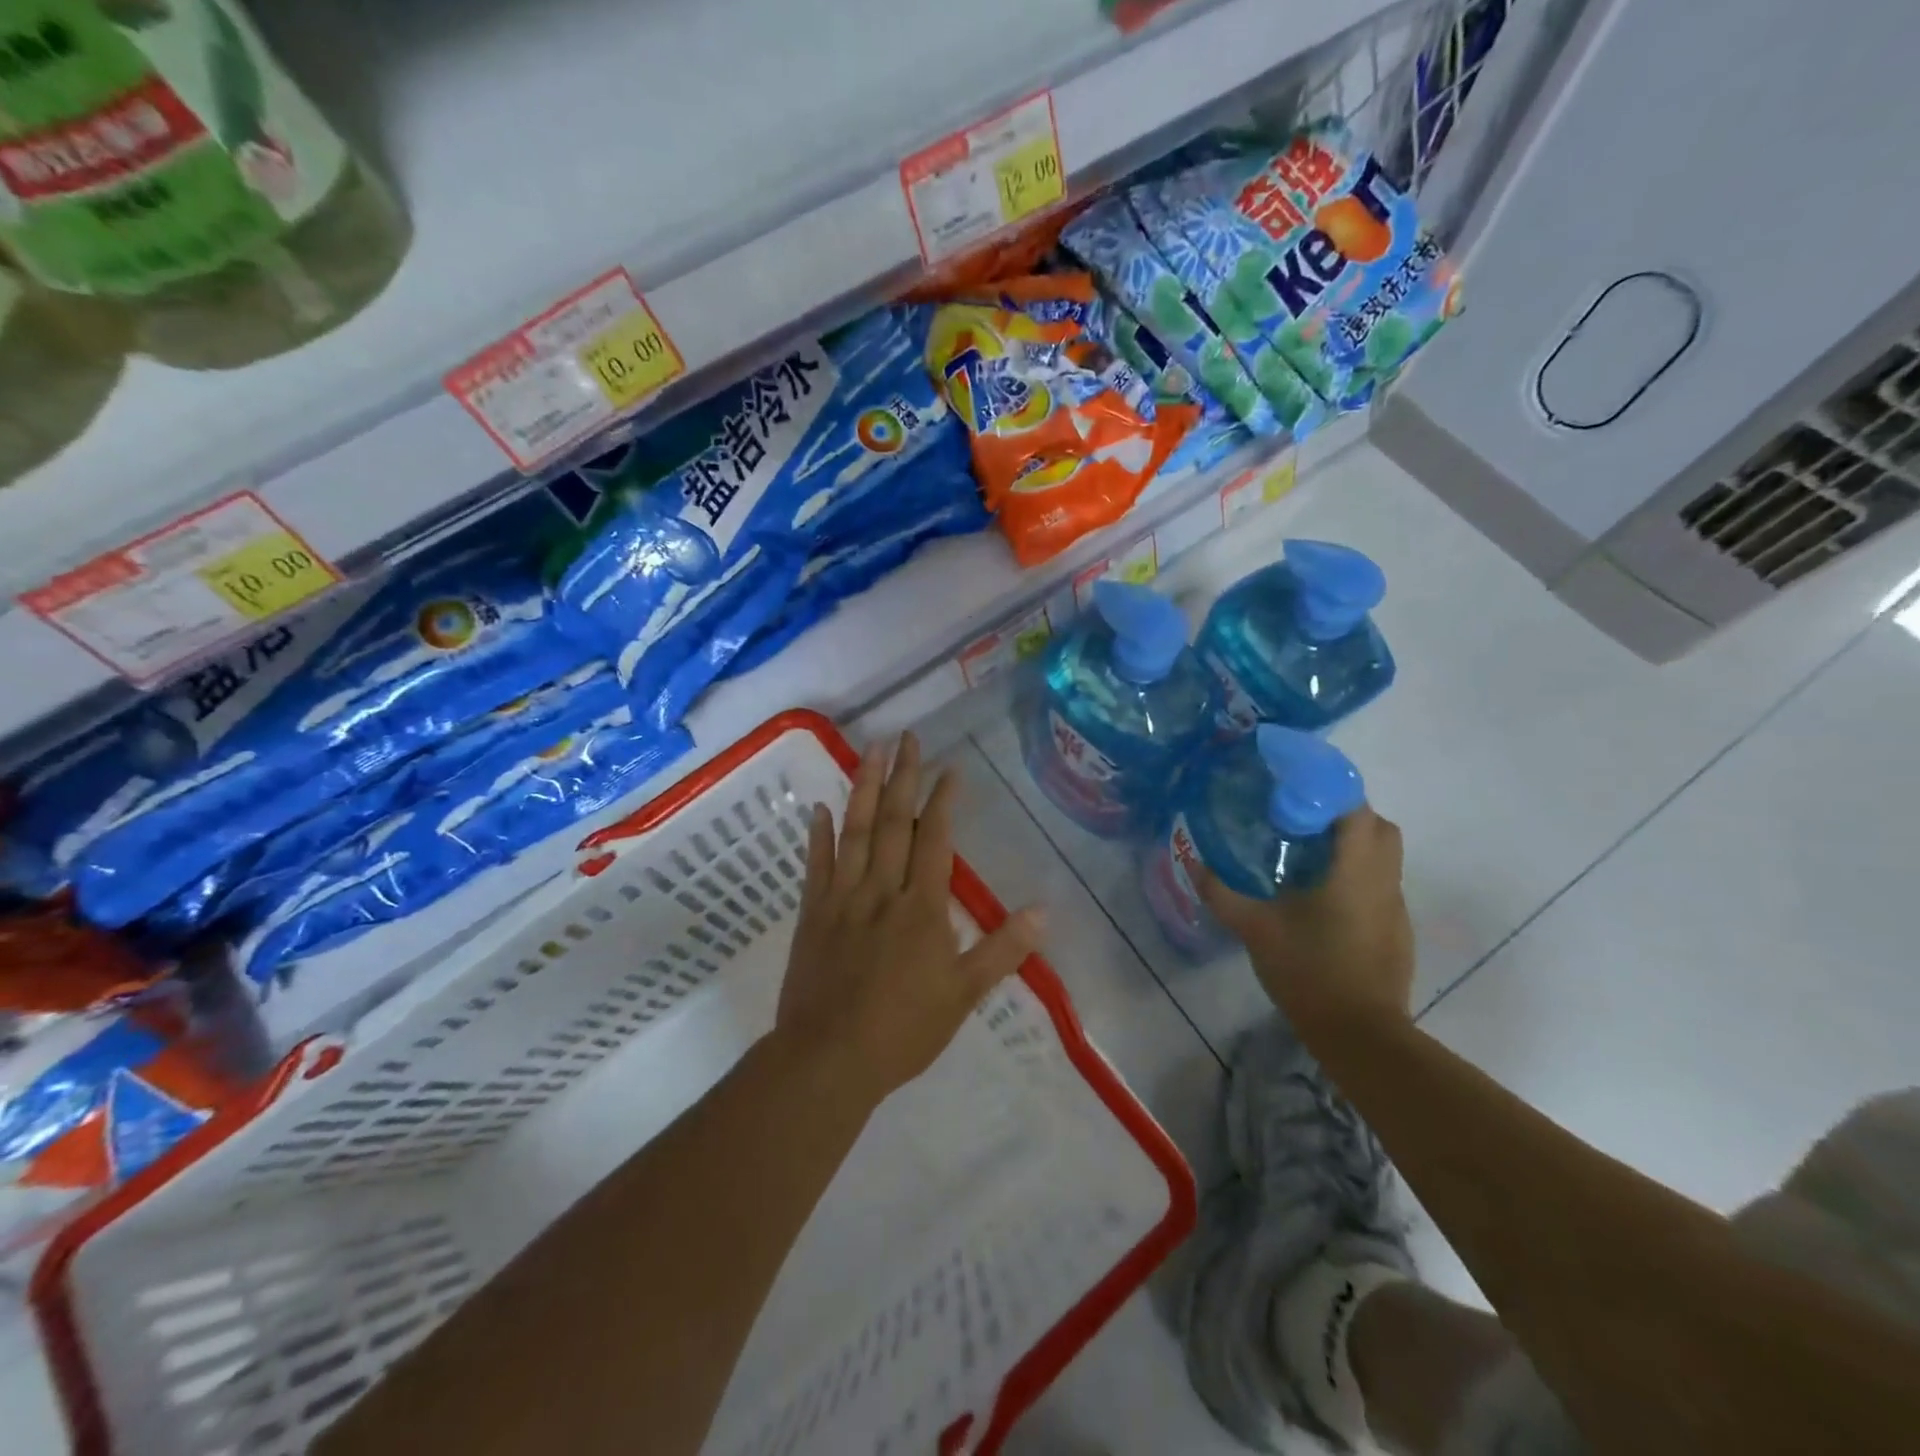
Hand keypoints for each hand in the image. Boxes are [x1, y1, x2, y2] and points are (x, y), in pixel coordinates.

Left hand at [776, 733, 1044, 1104]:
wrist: (829, 1058)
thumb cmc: (904, 1029)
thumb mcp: (964, 994)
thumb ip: (1003, 950)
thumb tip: (1045, 911)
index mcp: (921, 906)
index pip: (934, 839)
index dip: (942, 800)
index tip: (949, 767)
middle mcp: (882, 890)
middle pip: (893, 822)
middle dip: (902, 777)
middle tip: (906, 737)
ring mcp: (842, 898)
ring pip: (854, 832)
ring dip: (862, 788)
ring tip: (870, 750)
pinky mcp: (812, 914)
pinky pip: (816, 866)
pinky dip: (818, 835)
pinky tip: (819, 808)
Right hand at [1197, 805, 1413, 1040]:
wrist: (1359, 1034)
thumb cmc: (1308, 970)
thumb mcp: (1254, 928)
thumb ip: (1221, 892)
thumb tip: (1191, 861)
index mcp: (1354, 870)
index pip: (1355, 808)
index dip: (1328, 790)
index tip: (1293, 791)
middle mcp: (1383, 880)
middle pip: (1379, 826)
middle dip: (1344, 813)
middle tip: (1301, 819)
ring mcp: (1395, 907)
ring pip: (1384, 856)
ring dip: (1353, 844)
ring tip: (1308, 855)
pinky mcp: (1397, 930)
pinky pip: (1381, 884)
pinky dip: (1357, 875)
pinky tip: (1324, 898)